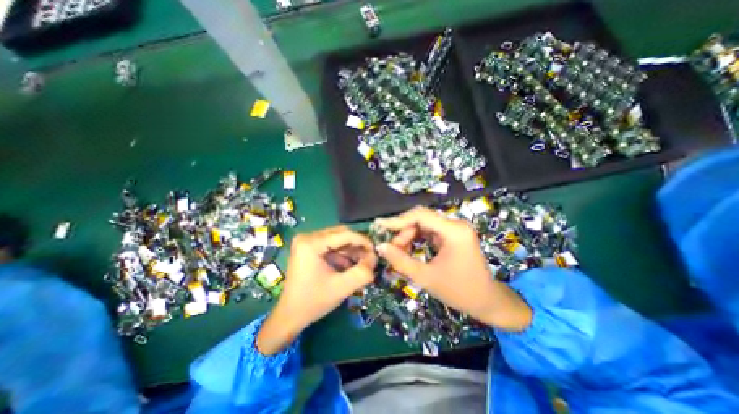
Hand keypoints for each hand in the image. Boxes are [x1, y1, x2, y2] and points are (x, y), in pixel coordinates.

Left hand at [258, 227, 376, 354]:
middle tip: (370, 257)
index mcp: (311, 243)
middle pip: (341, 234)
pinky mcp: (308, 248)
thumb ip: (362, 272)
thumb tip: (375, 258)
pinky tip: (350, 266)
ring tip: (362, 263)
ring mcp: (307, 242)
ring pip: (337, 239)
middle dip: (357, 245)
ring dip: (351, 250)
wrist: (290, 316)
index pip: (344, 234)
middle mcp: (307, 237)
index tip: (376, 251)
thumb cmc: (313, 301)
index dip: (363, 241)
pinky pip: (331, 245)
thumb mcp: (342, 287)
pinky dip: (342, 254)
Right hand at [376, 208, 531, 330]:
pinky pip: (429, 231)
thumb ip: (400, 260)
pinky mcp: (452, 235)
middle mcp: (455, 224)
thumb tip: (380, 246)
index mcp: (454, 231)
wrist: (487, 302)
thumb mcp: (425, 277)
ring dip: (409, 236)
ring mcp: (455, 229)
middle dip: (403, 232)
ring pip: (423, 225)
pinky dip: (417, 239)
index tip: (379, 225)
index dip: (397, 220)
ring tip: (399, 251)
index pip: (420, 215)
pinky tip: (409, 250)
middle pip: (421, 219)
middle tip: (391, 248)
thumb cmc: (459, 292)